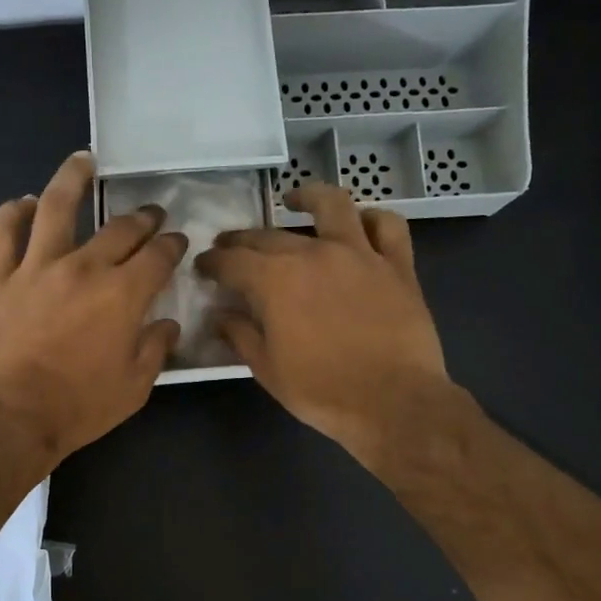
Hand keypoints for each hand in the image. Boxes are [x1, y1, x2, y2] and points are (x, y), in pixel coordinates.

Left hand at [0, 151, 185, 463]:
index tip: (177, 241)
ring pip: (55, 208)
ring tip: (83, 161)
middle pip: (119, 229)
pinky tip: (22, 202)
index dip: (172, 244)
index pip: (158, 256)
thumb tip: (167, 324)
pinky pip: (1, 235)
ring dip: (72, 178)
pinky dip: (11, 213)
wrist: (12, 418)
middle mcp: (84, 268)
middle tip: (150, 214)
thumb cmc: (80, 407)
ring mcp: (37, 268)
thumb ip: (155, 349)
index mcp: (123, 294)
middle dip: (142, 218)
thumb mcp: (134, 387)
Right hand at [195, 183, 453, 471]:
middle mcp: (315, 254)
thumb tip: (221, 315)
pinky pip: (388, 227)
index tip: (203, 267)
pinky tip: (360, 222)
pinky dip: (372, 218)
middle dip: (243, 240)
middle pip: (270, 236)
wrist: (393, 402)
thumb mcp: (267, 369)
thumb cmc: (321, 391)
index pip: (233, 261)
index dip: (213, 263)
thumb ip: (240, 335)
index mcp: (276, 280)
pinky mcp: (397, 266)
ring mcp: (360, 254)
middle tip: (230, 247)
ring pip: (333, 206)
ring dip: (309, 197)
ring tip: (295, 200)